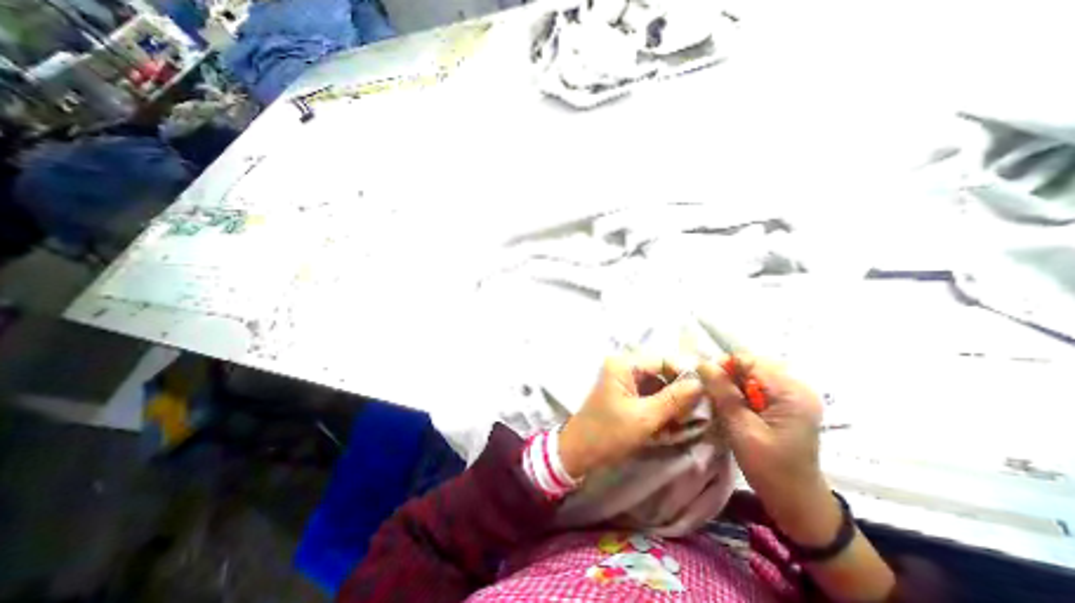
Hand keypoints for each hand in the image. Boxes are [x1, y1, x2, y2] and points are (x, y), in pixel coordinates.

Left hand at [558, 354, 711, 479]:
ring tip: (684, 425)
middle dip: (679, 394)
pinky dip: (662, 412)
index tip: (705, 393)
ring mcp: (624, 384)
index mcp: (623, 366)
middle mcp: (624, 369)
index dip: (684, 374)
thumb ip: (674, 400)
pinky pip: (650, 400)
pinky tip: (671, 428)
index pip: (662, 360)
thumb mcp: (644, 418)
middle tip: (695, 415)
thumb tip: (702, 383)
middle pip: (661, 374)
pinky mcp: (626, 399)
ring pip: (658, 389)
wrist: (579, 454)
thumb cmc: (608, 433)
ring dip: (672, 406)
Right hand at [703, 355, 823, 533]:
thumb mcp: (741, 428)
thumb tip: (702, 363)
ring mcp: (792, 396)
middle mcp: (796, 387)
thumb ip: (723, 393)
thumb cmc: (770, 468)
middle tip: (712, 396)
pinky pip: (756, 387)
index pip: (749, 361)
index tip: (706, 383)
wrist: (797, 502)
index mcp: (792, 392)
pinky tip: (734, 410)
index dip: (723, 367)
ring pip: (751, 376)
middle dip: (727, 377)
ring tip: (722, 405)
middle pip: (750, 366)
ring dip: (732, 386)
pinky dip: (740, 394)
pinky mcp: (786, 404)